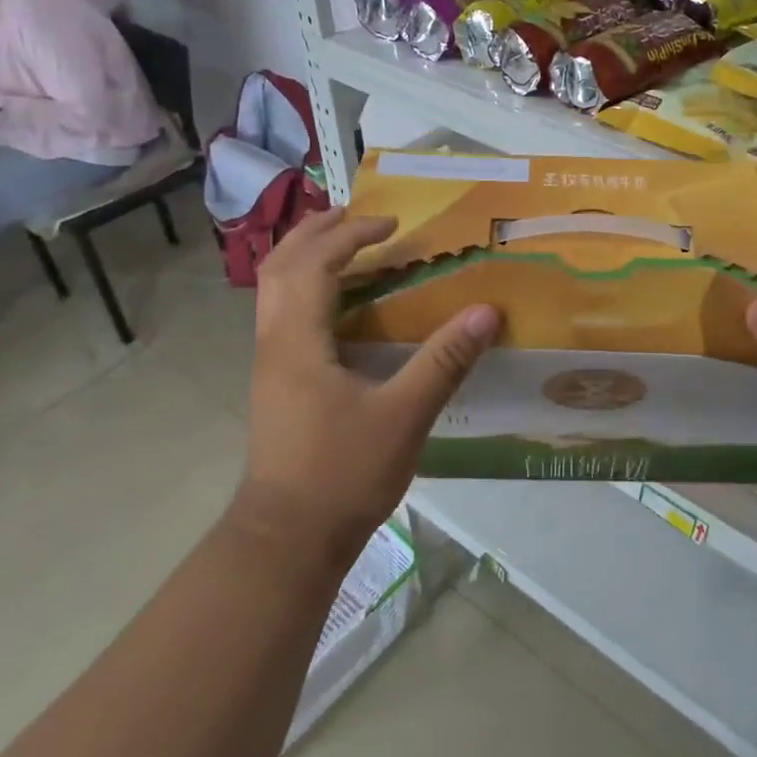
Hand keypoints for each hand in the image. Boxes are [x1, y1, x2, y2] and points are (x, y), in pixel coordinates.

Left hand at [235, 208, 499, 564]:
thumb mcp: (404, 415)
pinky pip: (285, 316)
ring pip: (275, 292)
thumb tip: (486, 311)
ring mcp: (270, 365)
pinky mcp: (277, 386)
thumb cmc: (342, 474)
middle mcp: (274, 343)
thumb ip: (444, 360)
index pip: (315, 264)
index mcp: (297, 340)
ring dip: (307, 259)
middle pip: (280, 267)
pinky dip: (309, 291)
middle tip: (357, 216)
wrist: (287, 539)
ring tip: (346, 247)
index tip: (392, 225)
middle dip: (316, 233)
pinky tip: (341, 307)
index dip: (351, 235)